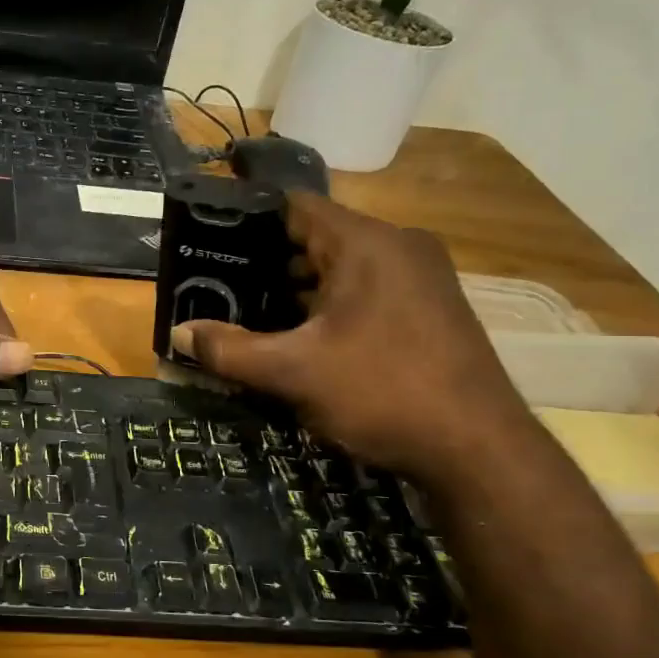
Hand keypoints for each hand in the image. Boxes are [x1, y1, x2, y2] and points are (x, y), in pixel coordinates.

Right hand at [173, 193, 533, 482]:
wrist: (479, 450)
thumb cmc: (381, 392)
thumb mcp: (292, 372)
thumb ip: (229, 349)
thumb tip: (179, 334)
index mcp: (366, 243)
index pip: (295, 207)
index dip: (249, 222)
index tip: (211, 243)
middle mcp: (399, 246)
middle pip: (317, 237)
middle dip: (268, 262)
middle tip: (222, 287)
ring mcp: (422, 277)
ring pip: (343, 267)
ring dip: (300, 289)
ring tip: (252, 314)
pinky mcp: (432, 308)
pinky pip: (368, 290)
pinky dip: (332, 305)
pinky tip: (304, 338)